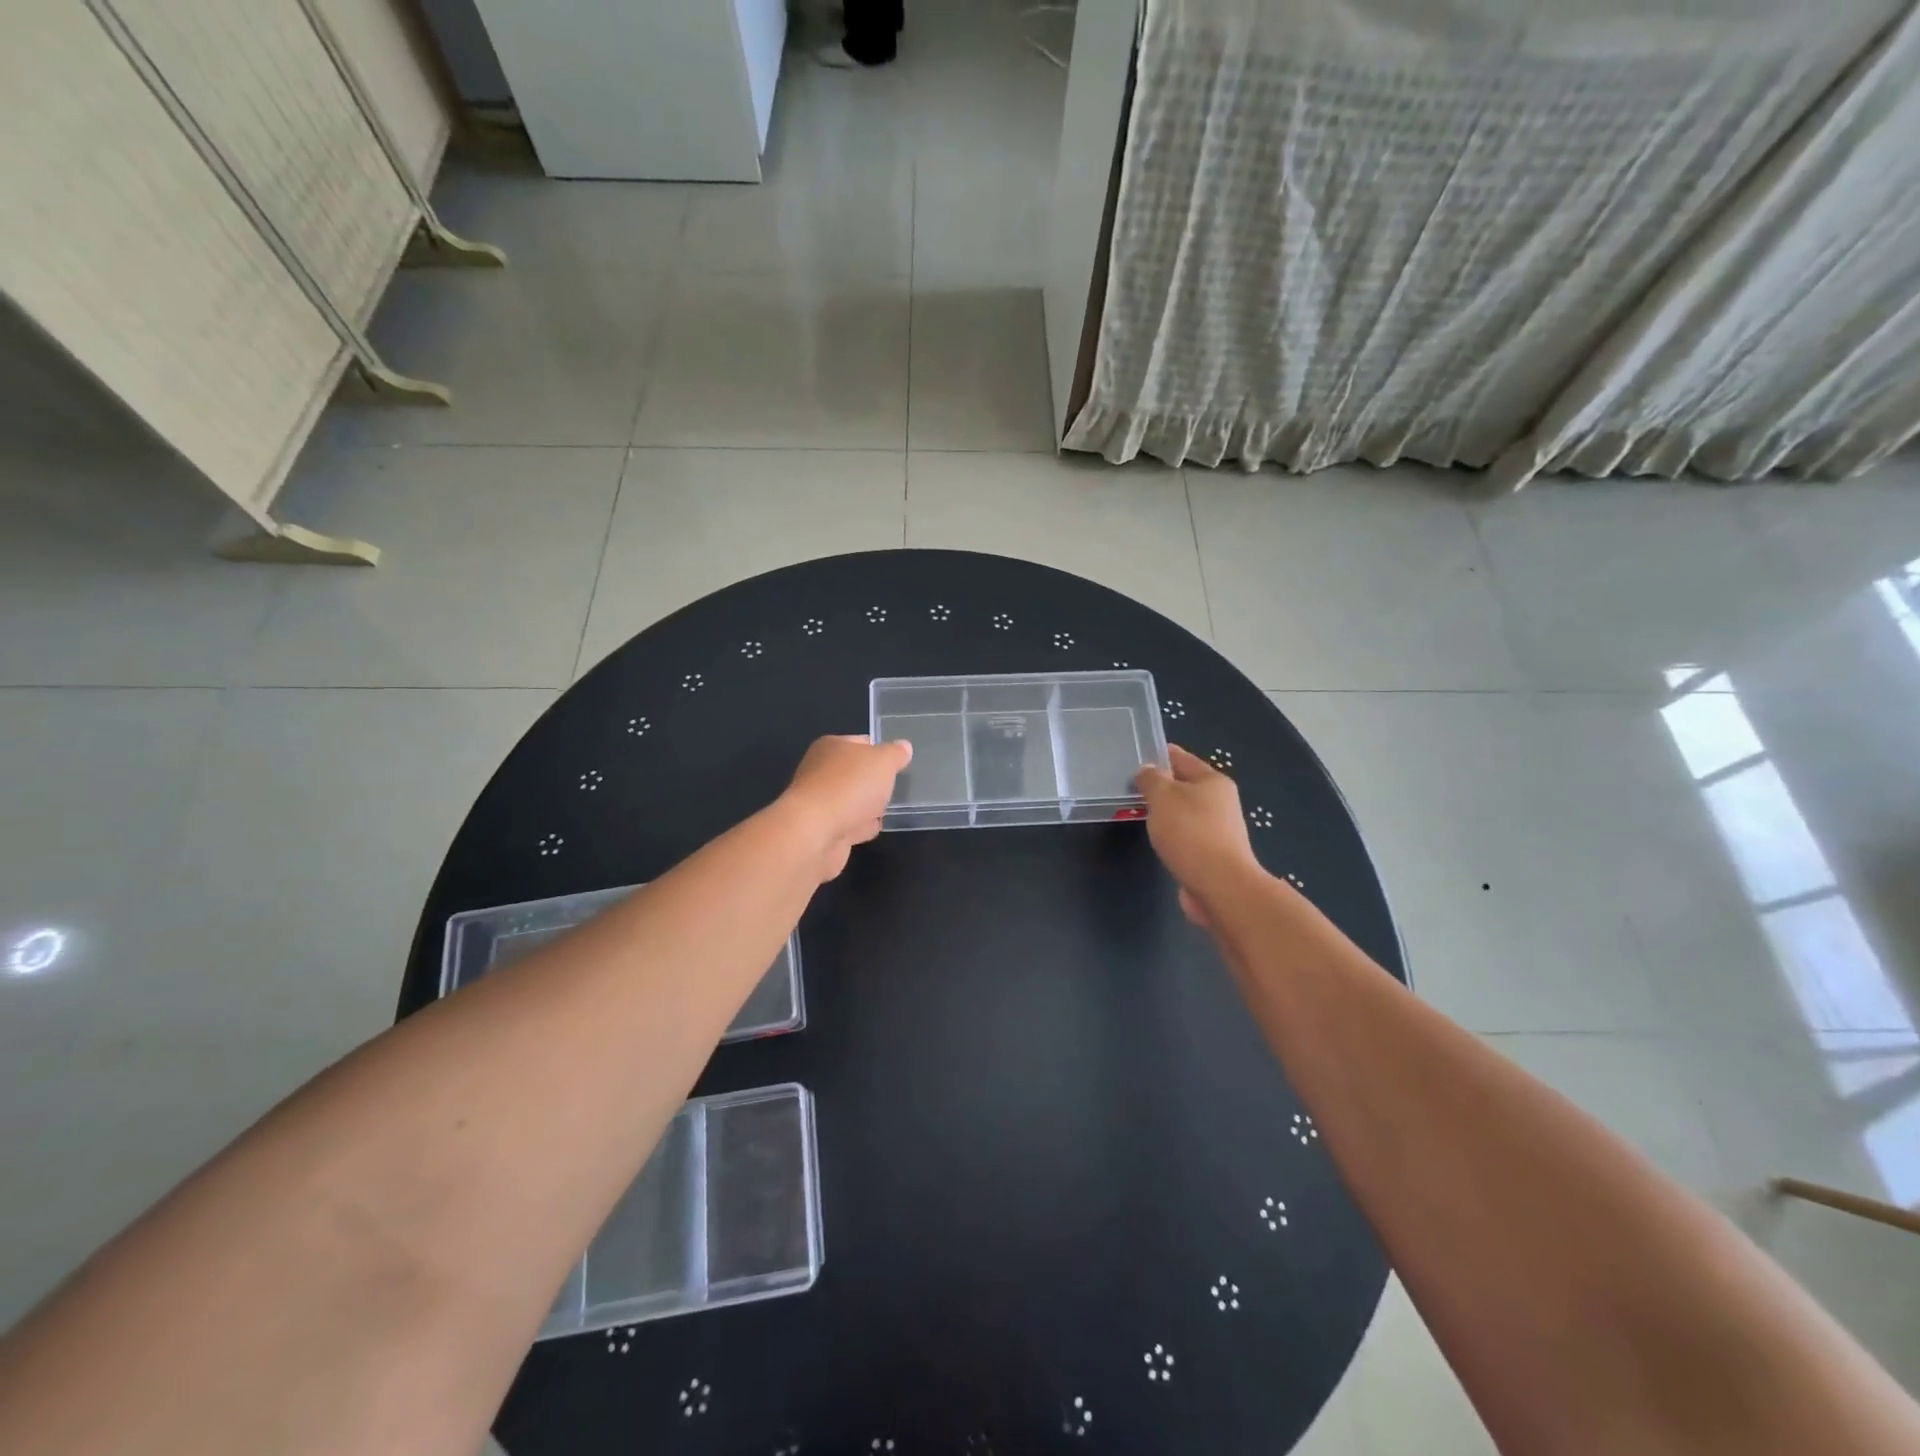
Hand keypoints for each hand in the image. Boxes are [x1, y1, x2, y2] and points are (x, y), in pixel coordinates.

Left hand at [780, 734, 912, 880]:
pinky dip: (860, 826)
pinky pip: (848, 824)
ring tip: (888, 808)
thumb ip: (895, 754)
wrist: (815, 833)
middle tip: (895, 786)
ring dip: (866, 805)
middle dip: (873, 780)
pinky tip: (873, 828)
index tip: (899, 761)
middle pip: (854, 773)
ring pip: (851, 800)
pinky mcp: (822, 830)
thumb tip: (903, 747)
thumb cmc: (850, 786)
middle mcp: (821, 771)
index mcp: (831, 747)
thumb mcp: (883, 761)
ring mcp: (820, 802)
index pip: (861, 742)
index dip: (880, 749)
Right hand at [1136, 745, 1260, 926]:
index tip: (1136, 754)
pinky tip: (1157, 839)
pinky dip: (1171, 834)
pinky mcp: (1211, 854)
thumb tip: (1147, 771)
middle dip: (1160, 785)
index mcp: (1213, 781)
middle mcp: (1220, 801)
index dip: (1159, 754)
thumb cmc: (1190, 833)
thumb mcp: (1163, 797)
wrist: (1220, 885)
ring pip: (1184, 812)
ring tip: (1139, 812)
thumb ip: (1151, 779)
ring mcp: (1218, 829)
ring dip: (1164, 812)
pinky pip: (1185, 835)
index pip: (1182, 758)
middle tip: (1131, 786)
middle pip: (1184, 785)